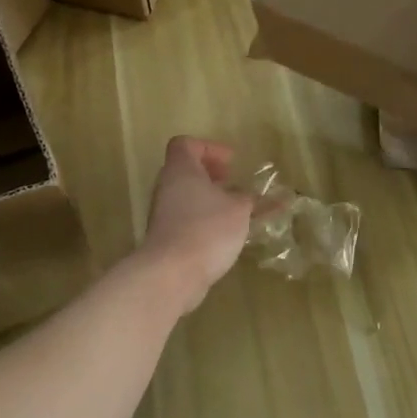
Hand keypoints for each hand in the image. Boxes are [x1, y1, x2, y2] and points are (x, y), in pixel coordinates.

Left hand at [137, 137, 254, 314]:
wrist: (172, 273)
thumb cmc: (207, 229)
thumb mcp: (239, 210)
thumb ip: (249, 199)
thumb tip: (253, 197)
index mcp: (181, 170)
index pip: (185, 144)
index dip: (209, 148)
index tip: (231, 162)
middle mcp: (167, 187)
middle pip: (186, 170)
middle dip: (211, 175)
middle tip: (232, 183)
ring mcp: (163, 214)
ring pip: (187, 197)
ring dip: (210, 199)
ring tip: (235, 210)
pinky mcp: (166, 237)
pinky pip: (187, 219)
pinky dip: (205, 220)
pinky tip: (226, 234)